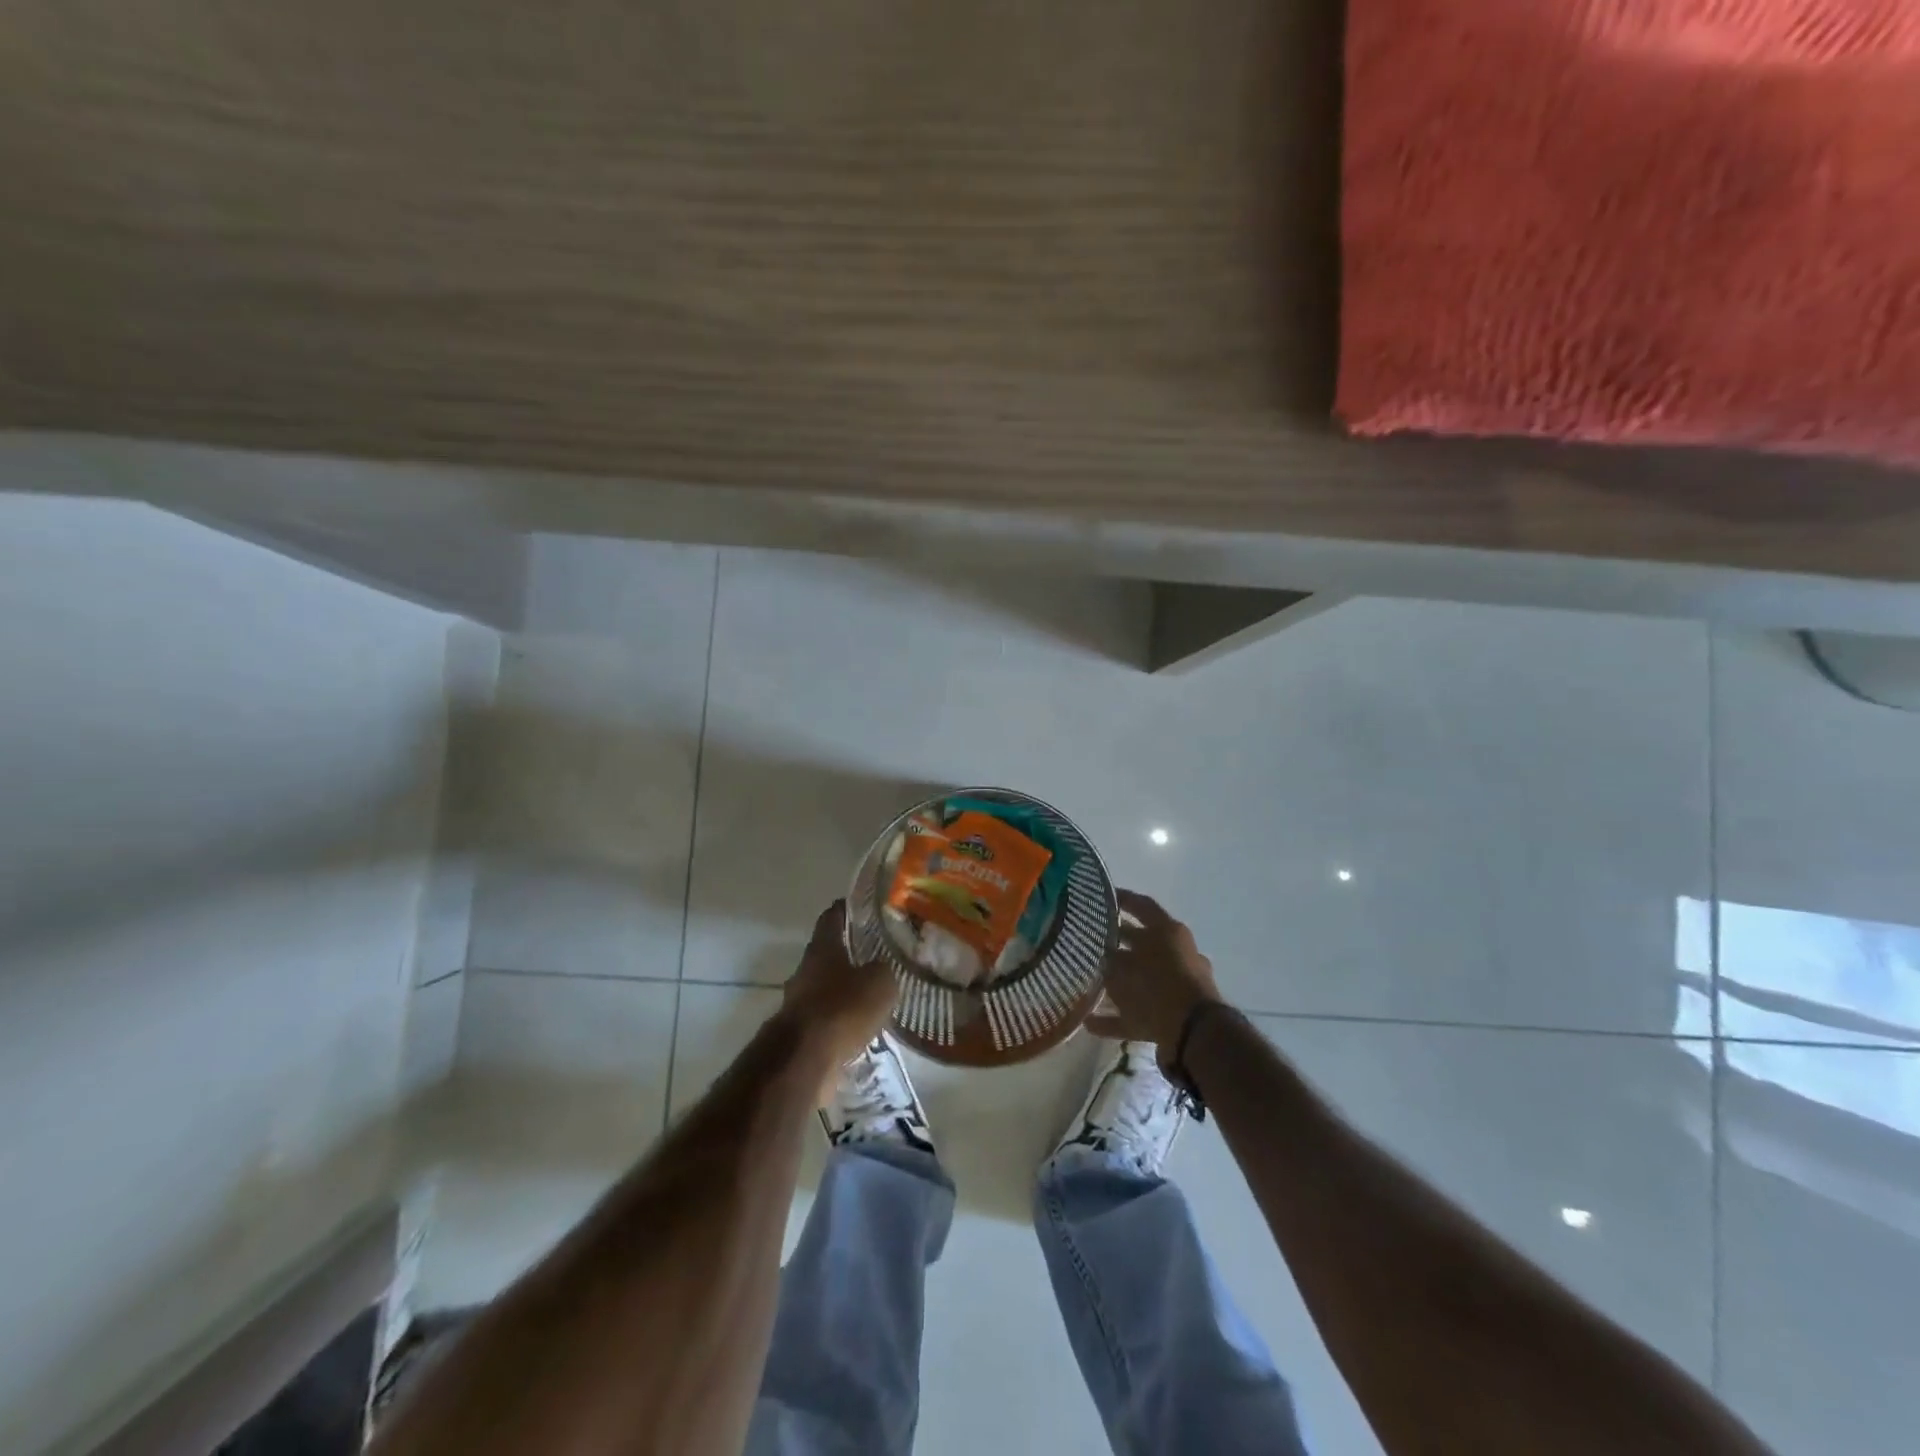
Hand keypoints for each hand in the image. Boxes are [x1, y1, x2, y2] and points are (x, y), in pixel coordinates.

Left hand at [780, 901, 898, 1070]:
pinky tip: (861, 1027)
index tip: (863, 907)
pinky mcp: (799, 1032)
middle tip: (877, 955)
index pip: (832, 917)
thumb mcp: (879, 982)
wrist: (804, 1060)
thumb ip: (884, 969)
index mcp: (822, 948)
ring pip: (826, 987)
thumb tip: (882, 968)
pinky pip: (825, 1018)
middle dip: (850, 954)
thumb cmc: (842, 1009)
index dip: (847, 909)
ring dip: (845, 991)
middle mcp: (805, 969)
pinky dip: (841, 1020)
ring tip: (873, 996)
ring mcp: (798, 1001)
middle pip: (828, 953)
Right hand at [1088, 889, 1225, 1055]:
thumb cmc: (1156, 985)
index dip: (1121, 899)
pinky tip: (1090, 1023)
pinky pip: (1138, 1014)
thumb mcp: (1124, 965)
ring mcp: (1176, 987)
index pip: (1142, 906)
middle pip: (1141, 943)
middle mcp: (1176, 955)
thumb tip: (1099, 952)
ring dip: (1117, 982)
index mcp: (1168, 932)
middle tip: (1088, 940)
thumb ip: (1108, 956)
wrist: (1194, 1033)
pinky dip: (1116, 1018)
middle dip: (1116, 942)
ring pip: (1141, 979)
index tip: (1099, 897)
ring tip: (1088, 982)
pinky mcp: (1171, 1018)